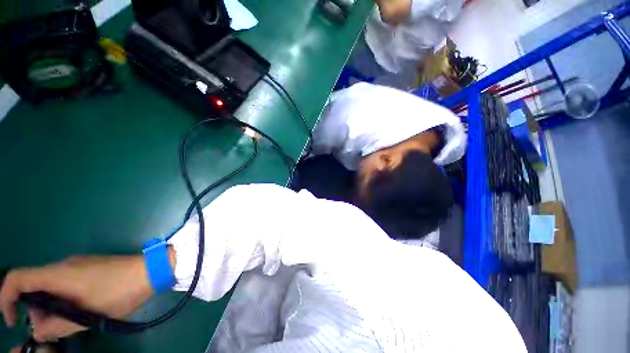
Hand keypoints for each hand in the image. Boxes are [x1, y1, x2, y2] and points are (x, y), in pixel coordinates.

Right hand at [0, 254, 156, 341]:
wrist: (150, 270)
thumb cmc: (119, 292)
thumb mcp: (85, 316)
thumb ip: (56, 326)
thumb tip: (37, 331)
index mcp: (57, 273)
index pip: (17, 278)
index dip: (6, 298)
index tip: (11, 320)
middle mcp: (63, 265)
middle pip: (33, 285)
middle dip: (34, 309)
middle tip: (51, 329)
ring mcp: (78, 264)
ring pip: (50, 286)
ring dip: (51, 306)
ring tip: (70, 322)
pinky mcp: (90, 267)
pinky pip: (65, 283)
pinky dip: (63, 299)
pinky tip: (80, 310)